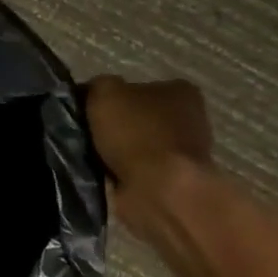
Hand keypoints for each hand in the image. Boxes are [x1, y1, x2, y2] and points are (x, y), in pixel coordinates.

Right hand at [84, 75, 214, 233]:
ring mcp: (184, 154)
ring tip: (92, 155)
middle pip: (138, 116)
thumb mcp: (106, 92)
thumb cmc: (137, 132)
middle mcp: (189, 119)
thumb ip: (98, 85)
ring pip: (136, 145)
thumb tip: (93, 93)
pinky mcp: (174, 182)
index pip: (137, 87)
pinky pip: (137, 171)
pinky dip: (121, 173)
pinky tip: (104, 174)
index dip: (110, 96)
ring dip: (116, 151)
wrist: (161, 191)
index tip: (89, 108)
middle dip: (115, 125)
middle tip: (88, 132)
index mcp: (180, 91)